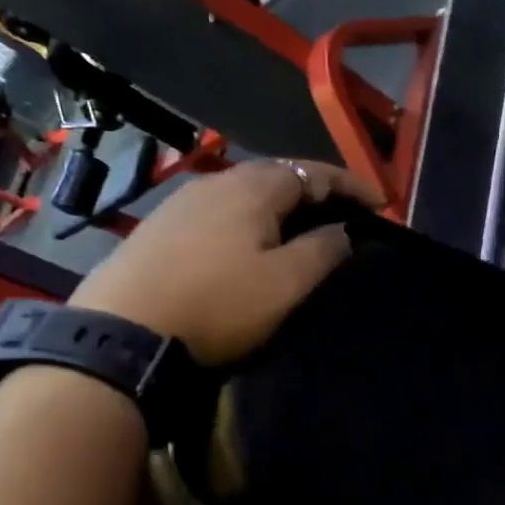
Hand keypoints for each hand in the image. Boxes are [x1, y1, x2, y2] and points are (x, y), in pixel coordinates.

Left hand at [69, 159, 381, 364]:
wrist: (124, 330)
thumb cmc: (218, 305)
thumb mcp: (286, 284)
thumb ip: (323, 251)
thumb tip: (343, 230)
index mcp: (256, 187)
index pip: (315, 173)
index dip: (352, 187)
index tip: (381, 206)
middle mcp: (219, 180)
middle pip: (279, 175)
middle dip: (316, 190)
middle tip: (344, 214)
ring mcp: (184, 200)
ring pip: (247, 191)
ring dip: (281, 204)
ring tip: (301, 226)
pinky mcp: (161, 224)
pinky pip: (221, 209)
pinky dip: (249, 217)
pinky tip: (248, 240)